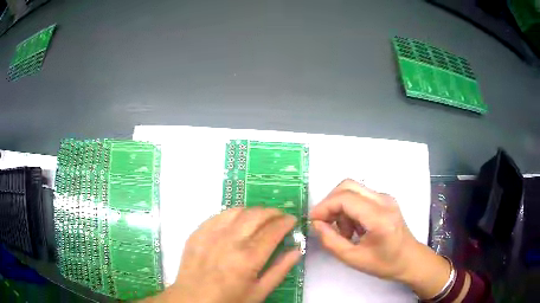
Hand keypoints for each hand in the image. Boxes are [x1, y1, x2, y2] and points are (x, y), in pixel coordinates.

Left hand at [148, 207, 300, 302]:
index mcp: (248, 258)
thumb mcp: (259, 292)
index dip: (286, 222)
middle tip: (280, 217)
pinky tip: (237, 221)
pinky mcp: (198, 233)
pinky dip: (233, 214)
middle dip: (273, 212)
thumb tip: (297, 250)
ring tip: (260, 218)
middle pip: (257, 215)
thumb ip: (280, 270)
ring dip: (254, 211)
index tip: (292, 220)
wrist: (193, 299)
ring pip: (238, 211)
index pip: (273, 231)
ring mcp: (211, 234)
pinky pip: (219, 215)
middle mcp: (230, 241)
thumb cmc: (229, 300)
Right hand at [310, 179, 450, 298]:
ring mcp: (385, 198)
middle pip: (347, 186)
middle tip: (323, 223)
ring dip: (340, 207)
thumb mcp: (353, 259)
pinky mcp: (385, 200)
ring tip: (343, 231)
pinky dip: (349, 209)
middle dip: (330, 203)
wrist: (410, 259)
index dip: (324, 207)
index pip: (345, 199)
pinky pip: (360, 196)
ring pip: (353, 189)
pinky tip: (353, 228)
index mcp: (379, 217)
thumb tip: (316, 224)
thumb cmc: (384, 263)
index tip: (312, 221)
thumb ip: (331, 241)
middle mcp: (384, 200)